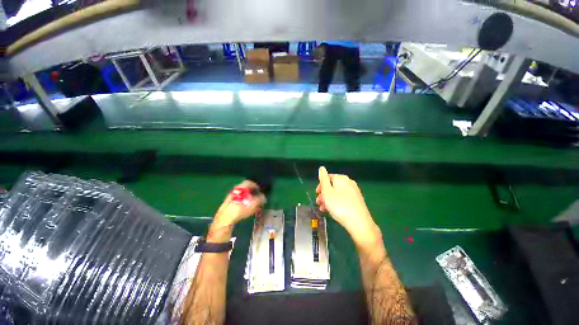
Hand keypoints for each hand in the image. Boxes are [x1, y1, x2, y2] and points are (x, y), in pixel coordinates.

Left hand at [209, 180, 265, 240]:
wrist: (224, 219)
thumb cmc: (240, 209)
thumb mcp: (253, 204)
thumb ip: (260, 199)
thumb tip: (263, 197)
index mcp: (240, 188)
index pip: (249, 182)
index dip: (255, 185)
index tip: (259, 190)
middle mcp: (234, 190)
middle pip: (244, 188)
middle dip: (251, 192)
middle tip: (256, 196)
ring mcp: (230, 196)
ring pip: (240, 194)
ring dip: (246, 197)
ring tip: (251, 202)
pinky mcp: (227, 203)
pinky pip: (237, 199)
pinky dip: (242, 201)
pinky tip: (244, 207)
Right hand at [316, 166, 379, 246]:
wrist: (359, 223)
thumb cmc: (339, 205)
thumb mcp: (327, 191)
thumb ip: (323, 179)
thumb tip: (322, 168)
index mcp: (341, 179)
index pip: (328, 177)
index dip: (321, 185)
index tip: (316, 193)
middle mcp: (349, 183)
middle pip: (332, 186)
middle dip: (324, 193)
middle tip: (318, 202)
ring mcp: (354, 192)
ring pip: (337, 193)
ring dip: (328, 199)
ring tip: (322, 208)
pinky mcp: (357, 201)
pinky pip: (343, 199)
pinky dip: (336, 203)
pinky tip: (331, 211)